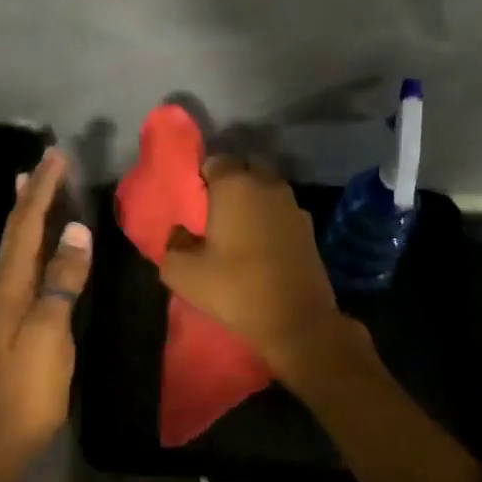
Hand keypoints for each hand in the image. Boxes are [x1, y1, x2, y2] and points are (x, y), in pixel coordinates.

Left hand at [0, 148, 91, 474]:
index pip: (26, 225)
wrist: (0, 434)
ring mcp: (5, 303)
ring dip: (27, 213)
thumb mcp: (50, 331)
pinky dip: (32, 242)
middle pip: (16, 230)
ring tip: (32, 186)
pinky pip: (24, 265)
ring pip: (18, 246)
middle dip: (32, 193)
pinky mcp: (14, 318)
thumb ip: (62, 280)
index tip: (56, 156)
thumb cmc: (28, 385)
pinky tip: (40, 244)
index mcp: (8, 284)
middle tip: (45, 161)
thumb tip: (76, 231)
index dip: (41, 189)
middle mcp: (2, 285)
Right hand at [159, 158, 353, 376]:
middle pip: (245, 167)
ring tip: (236, 226)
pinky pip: (282, 210)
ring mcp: (293, 205)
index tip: (192, 201)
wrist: (296, 320)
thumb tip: (179, 233)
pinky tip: (259, 243)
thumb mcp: (183, 273)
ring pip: (267, 188)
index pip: (214, 161)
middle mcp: (267, 185)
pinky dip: (269, 218)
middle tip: (213, 208)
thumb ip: (172, 245)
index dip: (200, 177)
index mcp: (235, 185)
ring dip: (252, 198)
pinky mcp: (309, 228)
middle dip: (230, 180)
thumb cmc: (234, 288)